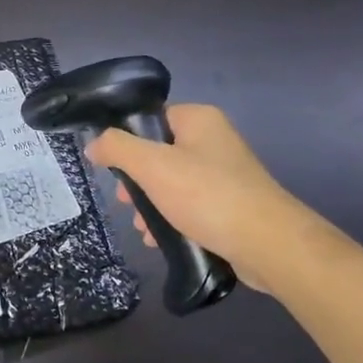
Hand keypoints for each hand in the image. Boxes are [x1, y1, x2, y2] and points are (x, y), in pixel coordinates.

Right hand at [84, 105, 292, 283]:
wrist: (268, 244)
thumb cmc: (207, 196)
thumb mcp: (152, 166)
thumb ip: (117, 148)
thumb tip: (94, 144)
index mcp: (198, 119)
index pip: (151, 118)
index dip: (126, 140)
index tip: (112, 168)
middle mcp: (213, 140)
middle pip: (159, 152)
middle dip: (137, 181)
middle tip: (126, 203)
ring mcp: (225, 173)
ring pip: (172, 182)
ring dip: (151, 204)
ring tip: (142, 228)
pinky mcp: (230, 204)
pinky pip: (190, 204)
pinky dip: (172, 218)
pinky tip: (160, 239)